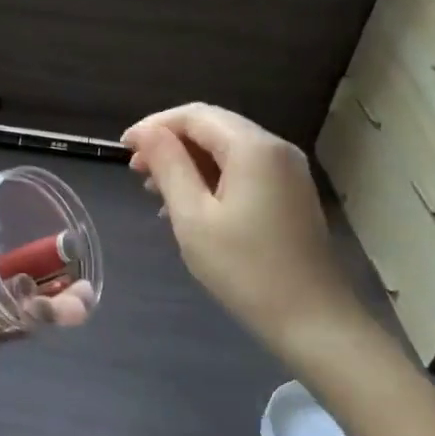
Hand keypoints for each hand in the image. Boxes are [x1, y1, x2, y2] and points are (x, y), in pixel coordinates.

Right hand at [124, 104, 367, 360]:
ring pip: (226, 148)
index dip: (154, 126)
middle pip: (212, 127)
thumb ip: (169, 167)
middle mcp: (275, 148)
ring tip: (153, 190)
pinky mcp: (289, 193)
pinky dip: (210, 177)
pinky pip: (242, 169)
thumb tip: (146, 132)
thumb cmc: (244, 269)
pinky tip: (187, 205)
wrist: (312, 319)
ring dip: (187, 161)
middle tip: (134, 170)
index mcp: (252, 148)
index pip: (194, 116)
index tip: (122, 148)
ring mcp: (287, 170)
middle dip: (169, 142)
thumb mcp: (193, 217)